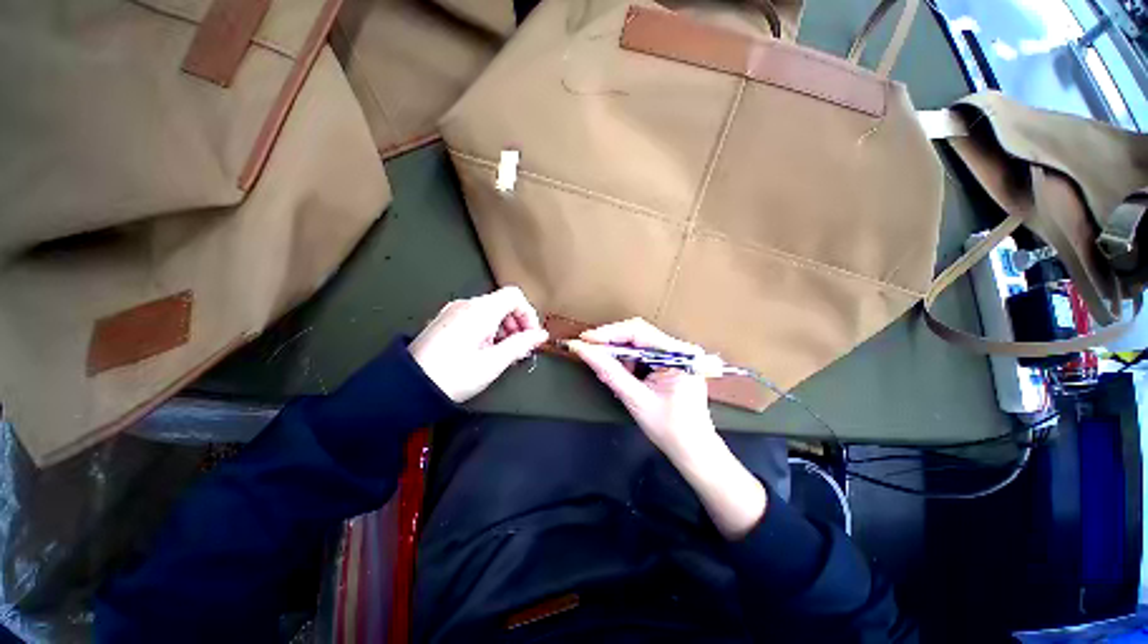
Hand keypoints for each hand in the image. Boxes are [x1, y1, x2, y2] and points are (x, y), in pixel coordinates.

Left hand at [409, 287, 548, 402]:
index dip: (528, 314)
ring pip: (489, 311)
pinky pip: (474, 318)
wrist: (407, 387)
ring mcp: (452, 311)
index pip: (514, 296)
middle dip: (517, 324)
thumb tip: (541, 335)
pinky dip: (488, 330)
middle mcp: (466, 304)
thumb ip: (521, 344)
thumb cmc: (455, 375)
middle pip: (502, 303)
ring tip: (502, 353)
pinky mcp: (444, 321)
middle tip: (519, 349)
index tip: (531, 337)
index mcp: (480, 310)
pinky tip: (484, 351)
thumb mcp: (494, 362)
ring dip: (503, 328)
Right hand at [566, 318, 717, 457]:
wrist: (692, 448)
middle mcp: (680, 348)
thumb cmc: (669, 429)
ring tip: (602, 365)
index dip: (608, 333)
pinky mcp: (671, 361)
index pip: (639, 332)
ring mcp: (676, 353)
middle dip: (610, 342)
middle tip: (587, 350)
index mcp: (679, 355)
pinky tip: (618, 371)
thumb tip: (583, 350)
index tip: (584, 339)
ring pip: (638, 341)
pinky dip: (626, 360)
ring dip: (617, 352)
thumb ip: (610, 372)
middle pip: (638, 333)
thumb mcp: (636, 399)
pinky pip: (643, 352)